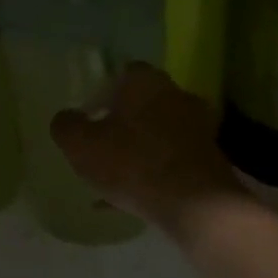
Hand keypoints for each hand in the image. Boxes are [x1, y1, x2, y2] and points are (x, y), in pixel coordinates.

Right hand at [50, 63, 254, 247]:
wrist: (196, 206)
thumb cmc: (131, 162)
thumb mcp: (79, 144)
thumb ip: (66, 125)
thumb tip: (67, 118)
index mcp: (145, 81)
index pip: (122, 72)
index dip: (101, 92)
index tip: (88, 115)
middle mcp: (176, 96)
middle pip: (143, 103)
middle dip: (122, 121)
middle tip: (101, 142)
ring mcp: (198, 128)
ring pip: (158, 133)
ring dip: (139, 148)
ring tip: (115, 176)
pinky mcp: (211, 159)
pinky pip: (172, 160)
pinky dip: (154, 173)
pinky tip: (133, 199)